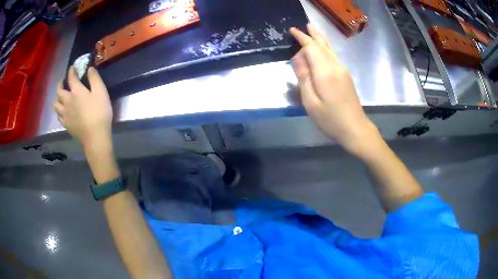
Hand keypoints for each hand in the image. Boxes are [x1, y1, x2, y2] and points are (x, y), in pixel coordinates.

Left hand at [54, 66, 112, 146]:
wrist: (95, 136)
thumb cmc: (99, 112)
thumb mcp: (101, 92)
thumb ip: (94, 78)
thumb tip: (89, 68)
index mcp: (76, 91)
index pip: (71, 78)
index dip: (71, 71)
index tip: (72, 67)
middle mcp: (67, 101)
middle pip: (59, 91)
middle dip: (60, 84)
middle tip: (62, 82)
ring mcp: (65, 114)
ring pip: (56, 104)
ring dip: (57, 98)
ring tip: (60, 97)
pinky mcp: (66, 124)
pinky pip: (58, 116)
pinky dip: (59, 111)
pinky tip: (62, 111)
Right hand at [290, 24, 379, 155]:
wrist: (355, 129)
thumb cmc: (330, 119)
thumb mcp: (310, 101)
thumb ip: (304, 77)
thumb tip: (297, 57)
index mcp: (325, 71)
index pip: (311, 48)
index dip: (302, 38)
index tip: (293, 30)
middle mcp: (335, 66)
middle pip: (323, 45)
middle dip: (313, 35)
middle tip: (306, 25)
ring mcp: (343, 71)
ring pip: (330, 50)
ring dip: (320, 40)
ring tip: (313, 31)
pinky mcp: (346, 76)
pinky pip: (333, 57)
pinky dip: (325, 49)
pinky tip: (323, 49)